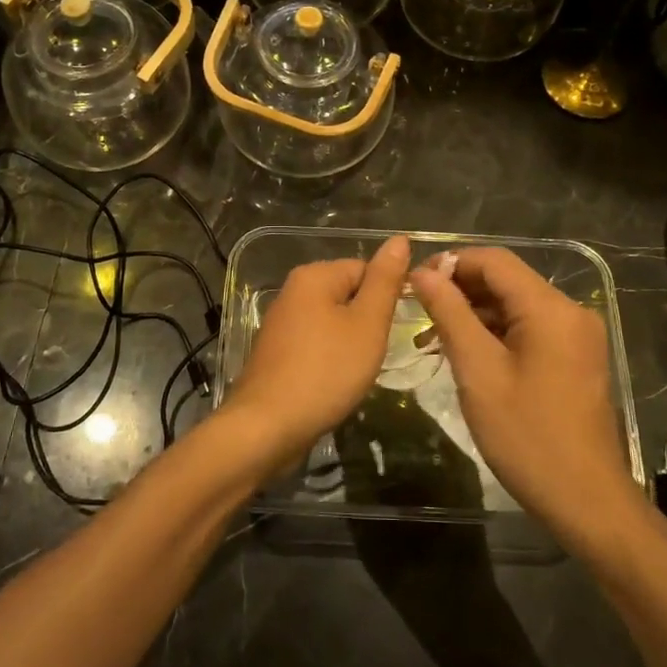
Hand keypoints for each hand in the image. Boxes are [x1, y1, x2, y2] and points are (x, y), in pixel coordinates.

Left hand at [219, 236, 409, 464]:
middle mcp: (293, 291)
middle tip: (375, 353)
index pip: (366, 269)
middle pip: (348, 295)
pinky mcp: (277, 352)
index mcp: (314, 275)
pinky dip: (330, 360)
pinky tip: (335, 383)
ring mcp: (281, 323)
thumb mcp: (367, 324)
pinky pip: (316, 344)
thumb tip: (399, 239)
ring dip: (351, 344)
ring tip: (356, 371)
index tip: (394, 330)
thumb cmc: (325, 371)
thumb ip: (385, 281)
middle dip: (368, 322)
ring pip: (333, 322)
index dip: (386, 298)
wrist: (267, 426)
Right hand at [409, 248, 632, 536]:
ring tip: (432, 340)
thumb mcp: (478, 371)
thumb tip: (424, 273)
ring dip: (474, 315)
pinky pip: (530, 330)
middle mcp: (570, 311)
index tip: (414, 285)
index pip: (494, 260)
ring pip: (516, 307)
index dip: (450, 263)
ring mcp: (577, 336)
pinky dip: (496, 335)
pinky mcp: (576, 358)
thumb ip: (450, 314)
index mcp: (550, 308)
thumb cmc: (526, 436)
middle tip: (417, 314)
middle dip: (460, 291)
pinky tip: (466, 356)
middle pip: (506, 281)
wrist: (587, 500)